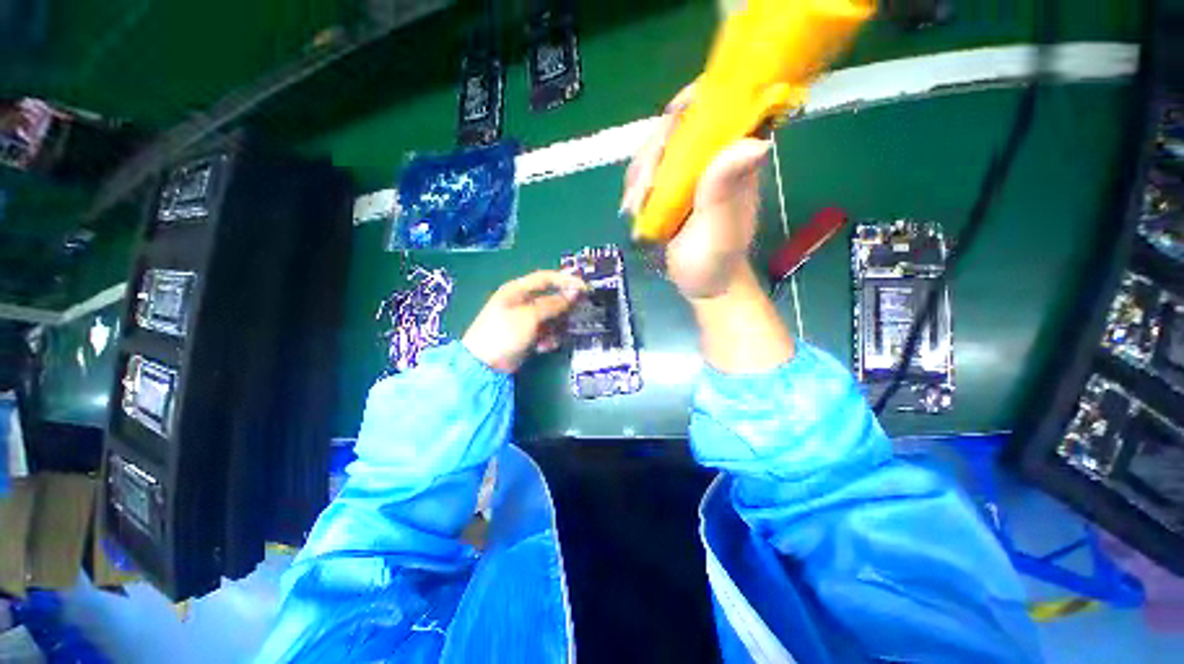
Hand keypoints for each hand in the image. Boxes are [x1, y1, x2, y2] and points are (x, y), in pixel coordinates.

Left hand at [462, 271, 586, 373]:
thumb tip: (574, 293)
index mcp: (517, 290)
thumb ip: (553, 304)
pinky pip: (545, 332)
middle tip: (576, 315)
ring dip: (555, 328)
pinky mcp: (528, 336)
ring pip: (551, 318)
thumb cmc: (504, 333)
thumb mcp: (530, 316)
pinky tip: (543, 347)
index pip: (546, 278)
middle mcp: (522, 302)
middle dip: (563, 309)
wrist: (485, 364)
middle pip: (550, 299)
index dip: (566, 281)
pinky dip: (547, 339)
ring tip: (552, 337)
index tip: (584, 288)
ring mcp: (525, 320)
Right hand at [621, 85, 771, 300]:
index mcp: (734, 160)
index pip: (719, 109)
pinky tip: (632, 209)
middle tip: (640, 191)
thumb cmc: (716, 260)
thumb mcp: (721, 228)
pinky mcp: (672, 191)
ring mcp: (690, 175)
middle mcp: (712, 160)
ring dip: (639, 175)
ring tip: (633, 207)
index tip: (668, 122)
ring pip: (657, 153)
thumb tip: (755, 141)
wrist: (705, 284)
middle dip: (652, 154)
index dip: (693, 103)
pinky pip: (648, 175)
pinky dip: (635, 189)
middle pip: (676, 129)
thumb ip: (726, 190)